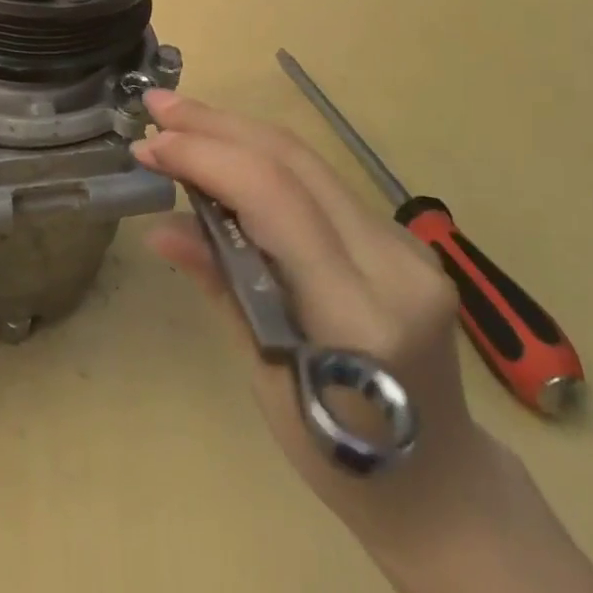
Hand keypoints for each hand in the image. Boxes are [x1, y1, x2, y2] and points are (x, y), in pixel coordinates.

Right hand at [136, 89, 501, 547]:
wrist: (443, 484)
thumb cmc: (339, 457)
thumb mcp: (264, 378)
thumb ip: (221, 285)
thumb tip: (160, 228)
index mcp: (355, 314)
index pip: (274, 199)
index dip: (206, 158)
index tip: (149, 147)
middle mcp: (391, 265)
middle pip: (294, 162)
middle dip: (216, 125)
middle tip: (158, 108)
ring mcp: (406, 247)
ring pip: (309, 161)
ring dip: (237, 132)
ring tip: (181, 118)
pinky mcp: (402, 240)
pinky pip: (322, 183)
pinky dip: (264, 160)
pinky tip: (227, 153)